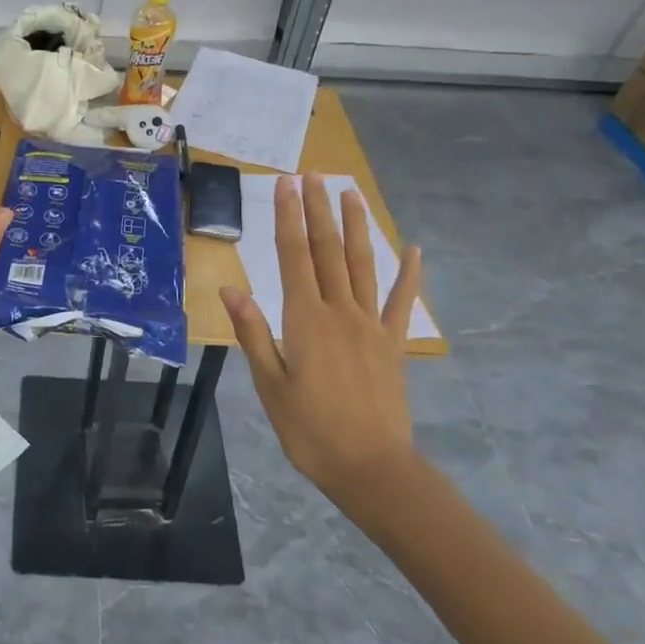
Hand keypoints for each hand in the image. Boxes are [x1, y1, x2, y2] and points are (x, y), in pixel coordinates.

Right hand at [220, 175, 423, 497]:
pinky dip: (409, 274)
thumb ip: (253, 333)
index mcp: (306, 320)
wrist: (372, 468)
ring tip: (351, 193)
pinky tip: (414, 249)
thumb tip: (230, 288)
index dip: (288, 218)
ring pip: (362, 265)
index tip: (286, 185)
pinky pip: (401, 302)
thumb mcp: (270, 385)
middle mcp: (340, 312)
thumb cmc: (310, 431)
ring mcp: (371, 325)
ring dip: (356, 227)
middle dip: (317, 210)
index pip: (294, 257)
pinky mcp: (392, 343)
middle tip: (313, 174)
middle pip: (327, 251)